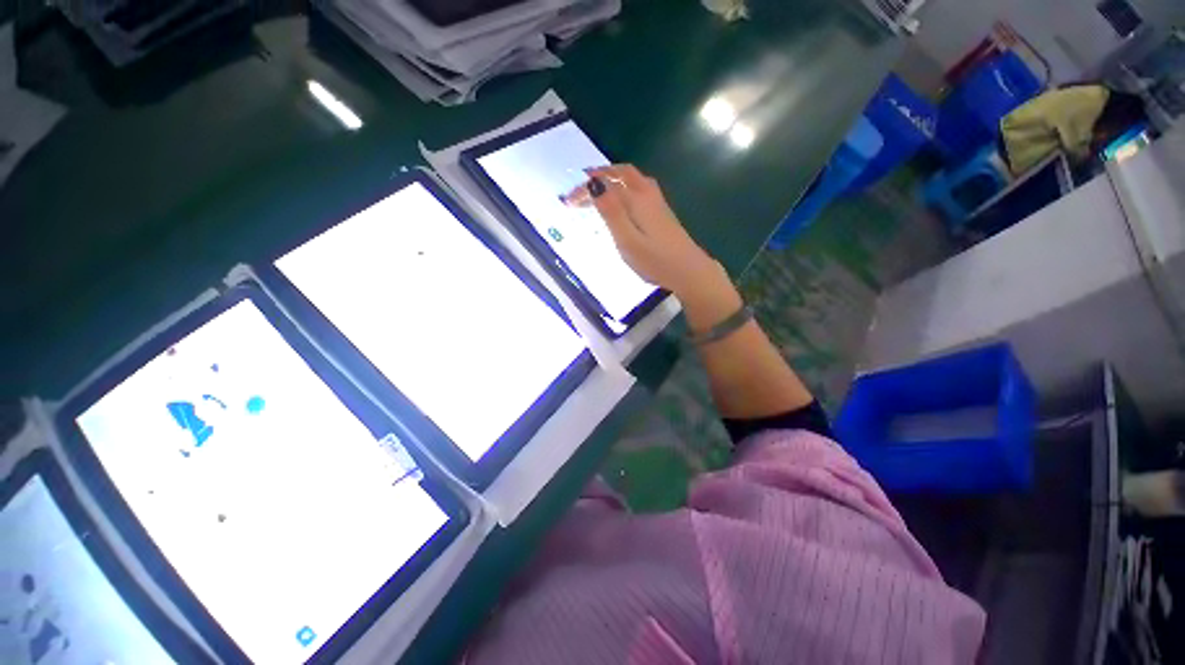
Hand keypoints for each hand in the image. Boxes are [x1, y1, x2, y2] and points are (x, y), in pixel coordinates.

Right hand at [561, 164, 717, 296]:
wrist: (690, 271)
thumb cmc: (655, 260)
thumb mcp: (628, 241)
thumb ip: (611, 213)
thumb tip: (594, 183)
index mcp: (637, 199)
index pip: (606, 184)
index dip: (584, 189)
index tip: (567, 202)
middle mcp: (648, 194)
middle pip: (622, 173)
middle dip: (600, 175)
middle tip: (582, 186)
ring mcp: (658, 203)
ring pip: (633, 179)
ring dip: (613, 179)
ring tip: (598, 190)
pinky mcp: (662, 213)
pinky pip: (639, 189)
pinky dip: (624, 187)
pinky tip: (622, 203)